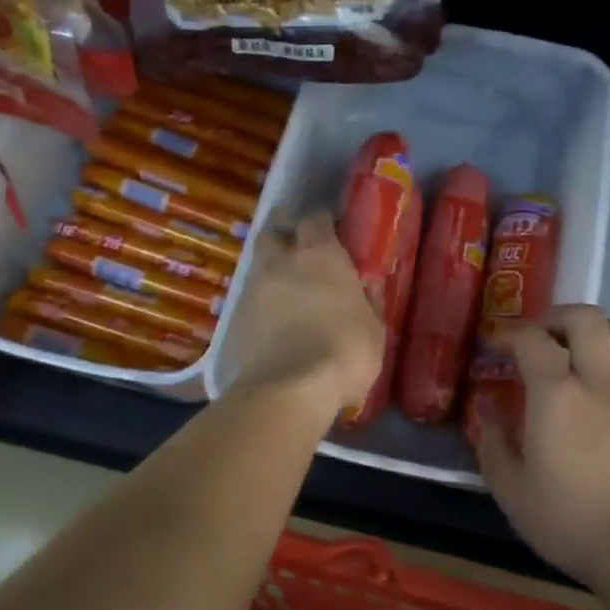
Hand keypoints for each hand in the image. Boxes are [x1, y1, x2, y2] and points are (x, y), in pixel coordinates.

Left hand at [224, 211, 384, 415]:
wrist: (287, 389)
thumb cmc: (343, 352)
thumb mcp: (374, 329)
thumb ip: (368, 301)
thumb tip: (367, 286)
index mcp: (320, 256)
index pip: (317, 219)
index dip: (323, 222)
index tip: (332, 229)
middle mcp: (282, 262)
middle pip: (275, 232)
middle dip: (285, 233)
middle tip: (299, 246)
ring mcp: (253, 289)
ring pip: (259, 264)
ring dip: (271, 268)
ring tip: (285, 286)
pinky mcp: (235, 318)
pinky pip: (250, 298)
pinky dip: (261, 301)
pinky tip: (272, 317)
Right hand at [474, 306, 609, 588]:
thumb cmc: (568, 522)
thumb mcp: (510, 488)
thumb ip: (493, 441)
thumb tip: (488, 409)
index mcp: (557, 395)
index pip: (532, 339)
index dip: (510, 334)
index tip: (497, 345)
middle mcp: (601, 382)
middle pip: (587, 318)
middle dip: (558, 318)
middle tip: (543, 337)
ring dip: (601, 331)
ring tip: (584, 350)